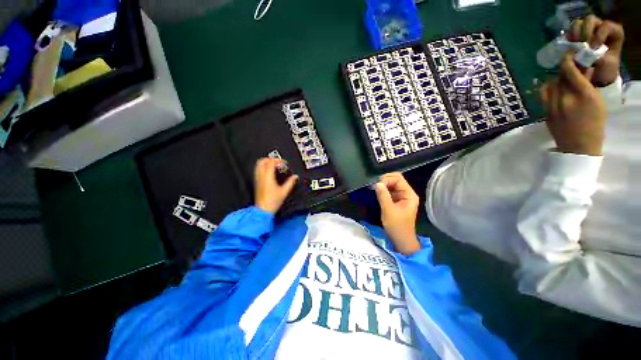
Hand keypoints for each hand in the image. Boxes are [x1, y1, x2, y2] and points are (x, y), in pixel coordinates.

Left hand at [254, 158, 297, 213]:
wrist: (263, 210)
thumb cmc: (273, 201)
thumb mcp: (284, 191)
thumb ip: (290, 182)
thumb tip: (295, 177)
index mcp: (268, 177)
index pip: (271, 162)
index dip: (278, 160)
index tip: (284, 164)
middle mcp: (261, 176)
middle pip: (262, 161)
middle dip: (271, 159)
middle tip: (278, 163)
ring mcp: (258, 179)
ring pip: (259, 165)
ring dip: (266, 162)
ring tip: (274, 166)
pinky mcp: (257, 182)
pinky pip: (258, 170)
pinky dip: (263, 168)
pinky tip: (270, 173)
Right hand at [374, 172, 420, 254]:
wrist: (401, 240)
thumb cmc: (397, 226)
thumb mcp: (388, 210)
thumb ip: (383, 195)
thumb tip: (376, 183)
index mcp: (409, 194)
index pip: (398, 179)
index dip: (387, 179)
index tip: (376, 186)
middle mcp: (407, 193)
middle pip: (395, 180)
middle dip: (384, 181)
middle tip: (374, 187)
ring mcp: (402, 197)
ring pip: (391, 185)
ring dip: (382, 185)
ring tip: (373, 189)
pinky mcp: (396, 201)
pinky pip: (389, 191)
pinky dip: (383, 190)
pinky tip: (376, 193)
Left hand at [541, 52, 606, 155]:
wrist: (578, 146)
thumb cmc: (595, 124)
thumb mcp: (598, 101)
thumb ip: (588, 84)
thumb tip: (583, 68)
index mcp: (583, 94)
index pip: (569, 70)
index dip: (567, 59)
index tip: (570, 53)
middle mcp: (564, 98)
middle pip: (559, 76)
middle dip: (565, 69)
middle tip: (571, 68)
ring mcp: (551, 106)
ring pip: (549, 84)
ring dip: (556, 79)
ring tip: (564, 81)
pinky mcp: (544, 112)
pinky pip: (543, 95)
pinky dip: (549, 89)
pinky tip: (556, 90)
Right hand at [568, 15, 623, 85]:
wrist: (596, 78)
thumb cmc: (605, 72)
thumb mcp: (607, 66)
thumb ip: (601, 57)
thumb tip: (589, 54)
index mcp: (613, 33)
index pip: (606, 26)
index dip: (599, 35)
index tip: (593, 48)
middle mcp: (600, 28)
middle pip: (590, 20)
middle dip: (585, 32)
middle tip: (581, 44)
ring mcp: (586, 31)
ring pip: (578, 23)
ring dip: (574, 34)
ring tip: (573, 46)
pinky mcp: (575, 37)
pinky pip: (568, 32)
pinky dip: (567, 39)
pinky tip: (568, 47)